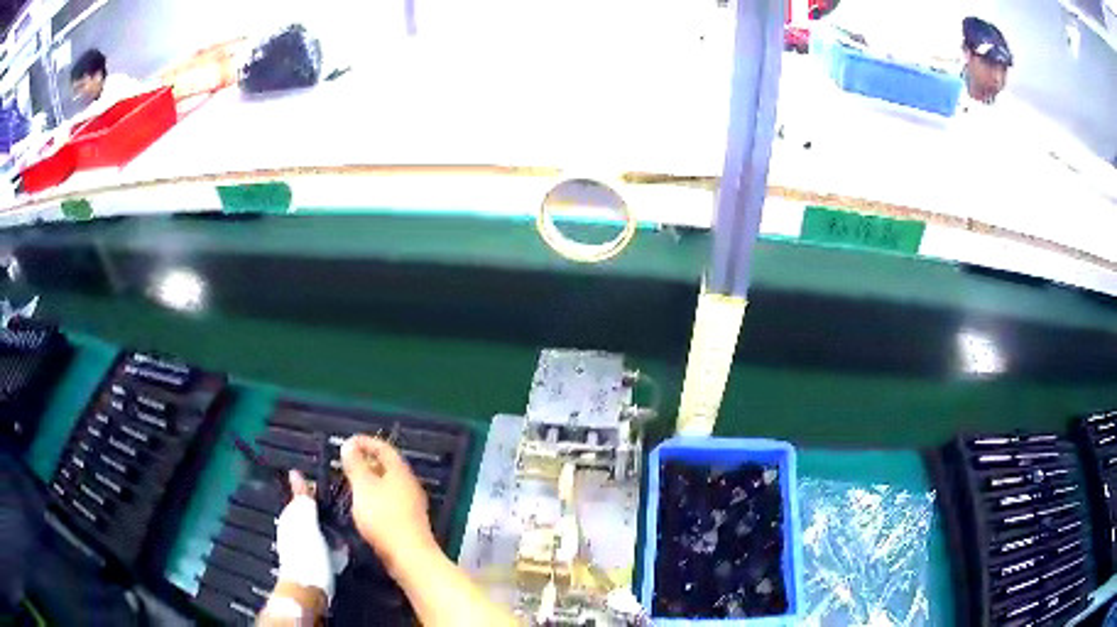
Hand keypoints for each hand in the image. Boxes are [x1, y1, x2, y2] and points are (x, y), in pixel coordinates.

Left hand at [274, 470, 334, 598]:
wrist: (308, 592)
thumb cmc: (308, 556)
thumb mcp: (308, 523)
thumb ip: (303, 500)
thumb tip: (295, 472)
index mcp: (290, 518)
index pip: (300, 497)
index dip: (313, 491)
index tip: (333, 488)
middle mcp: (292, 530)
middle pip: (308, 514)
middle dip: (323, 511)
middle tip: (343, 507)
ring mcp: (301, 547)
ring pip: (317, 530)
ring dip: (329, 528)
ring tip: (347, 527)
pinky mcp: (311, 562)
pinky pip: (323, 546)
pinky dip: (332, 544)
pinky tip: (342, 548)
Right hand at [340, 435, 436, 573]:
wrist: (409, 556)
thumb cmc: (383, 518)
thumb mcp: (363, 487)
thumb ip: (356, 465)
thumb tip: (350, 445)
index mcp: (400, 472)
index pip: (384, 448)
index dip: (365, 442)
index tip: (347, 442)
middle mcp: (409, 484)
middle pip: (387, 466)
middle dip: (366, 461)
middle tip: (345, 463)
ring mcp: (411, 504)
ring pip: (388, 485)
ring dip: (369, 481)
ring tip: (350, 483)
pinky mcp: (408, 521)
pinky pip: (389, 501)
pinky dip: (375, 497)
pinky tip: (363, 506)